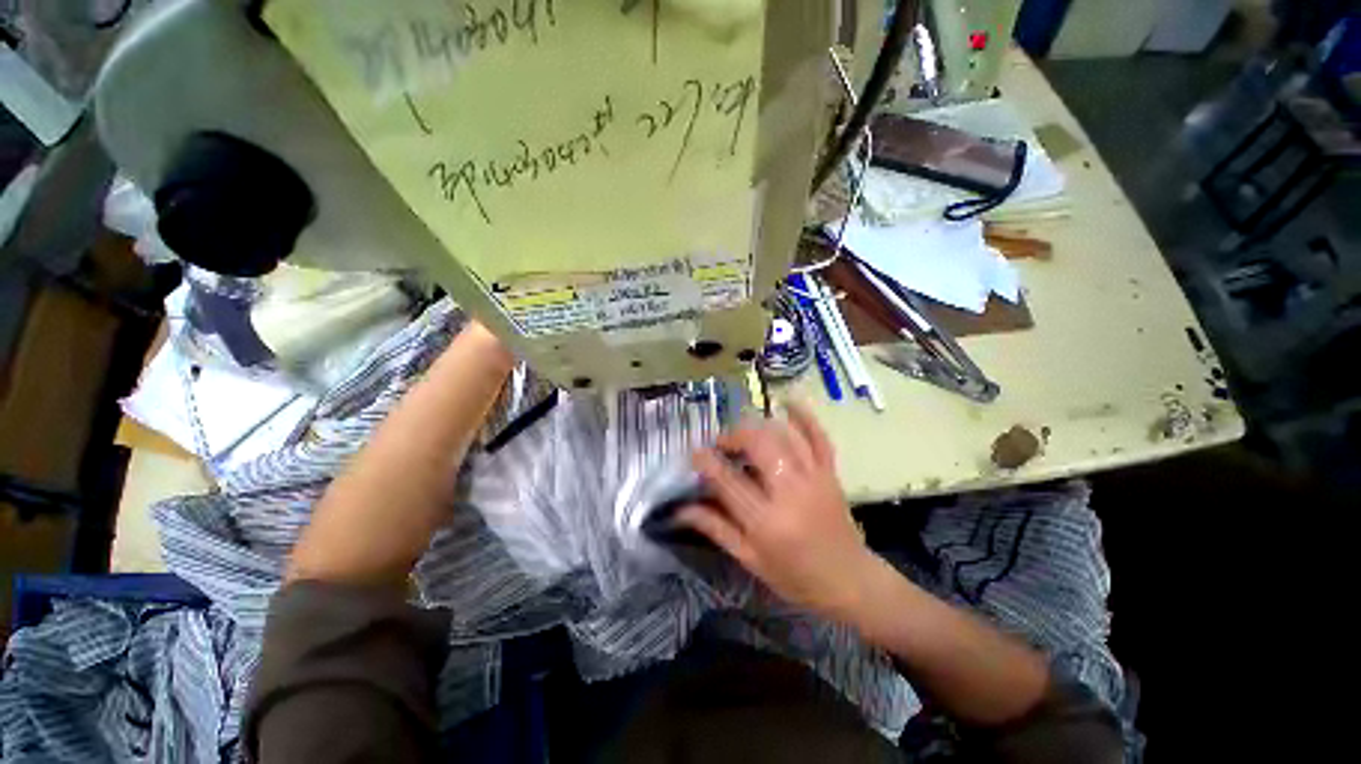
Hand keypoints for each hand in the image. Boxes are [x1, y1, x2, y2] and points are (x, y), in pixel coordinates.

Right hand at [677, 402, 878, 617]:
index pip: (727, 481)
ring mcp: (814, 479)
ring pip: (784, 437)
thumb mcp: (750, 560)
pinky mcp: (830, 473)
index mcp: (766, 522)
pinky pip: (819, 437)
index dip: (707, 462)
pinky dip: (805, 417)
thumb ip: (716, 529)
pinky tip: (788, 401)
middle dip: (734, 436)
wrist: (850, 582)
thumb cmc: (795, 578)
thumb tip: (681, 509)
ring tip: (744, 431)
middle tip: (721, 444)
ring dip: (760, 425)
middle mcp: (790, 493)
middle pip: (758, 446)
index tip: (695, 453)